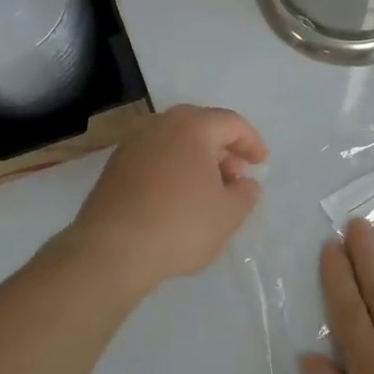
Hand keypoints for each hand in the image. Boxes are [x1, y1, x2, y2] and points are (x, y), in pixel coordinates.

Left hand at [65, 105, 267, 296]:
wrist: (112, 250)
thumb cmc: (180, 225)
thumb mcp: (229, 214)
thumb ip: (245, 193)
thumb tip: (244, 183)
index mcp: (191, 126)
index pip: (231, 123)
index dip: (251, 142)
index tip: (261, 163)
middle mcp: (159, 125)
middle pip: (200, 127)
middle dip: (222, 149)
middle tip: (236, 176)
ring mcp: (131, 145)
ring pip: (174, 143)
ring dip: (196, 160)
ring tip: (208, 191)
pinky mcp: (114, 167)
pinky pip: (154, 159)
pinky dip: (172, 170)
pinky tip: (178, 199)